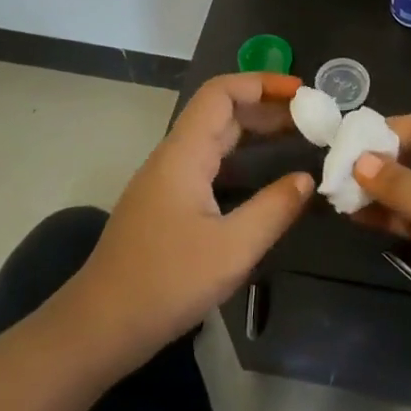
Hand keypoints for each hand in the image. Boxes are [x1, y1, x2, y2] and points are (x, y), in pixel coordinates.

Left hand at [70, 74, 312, 360]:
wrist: (99, 328)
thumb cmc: (165, 283)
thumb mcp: (232, 249)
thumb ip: (275, 208)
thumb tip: (307, 178)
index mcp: (184, 155)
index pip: (221, 93)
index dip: (262, 83)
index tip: (303, 94)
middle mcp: (173, 158)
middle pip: (220, 112)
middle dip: (267, 106)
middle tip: (312, 118)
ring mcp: (166, 182)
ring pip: (215, 139)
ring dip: (255, 131)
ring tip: (298, 138)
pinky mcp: (166, 205)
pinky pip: (209, 164)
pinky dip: (242, 158)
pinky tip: (264, 178)